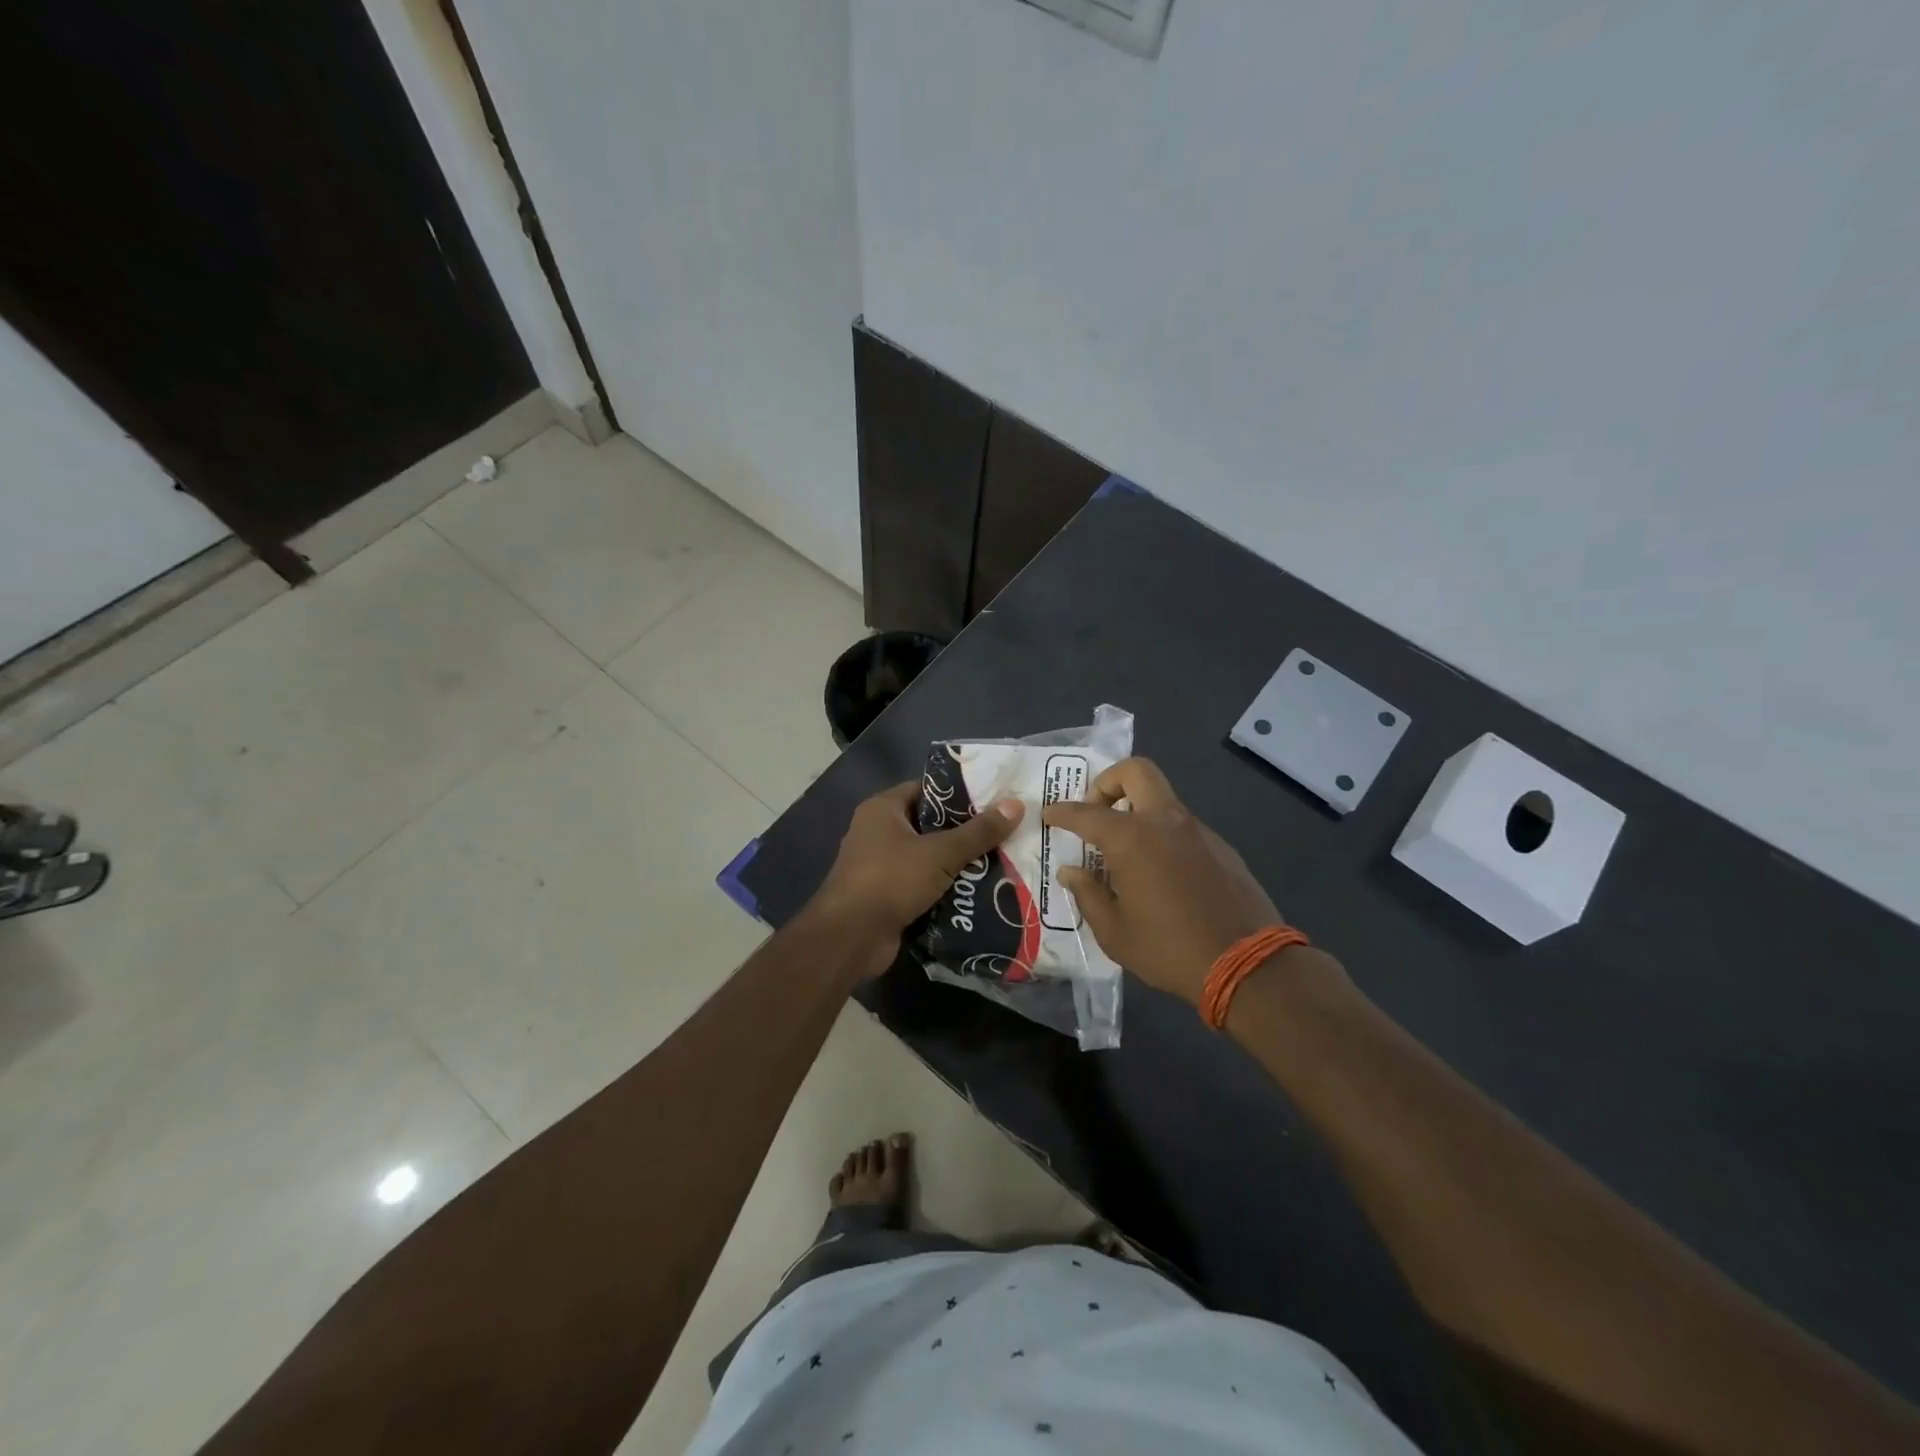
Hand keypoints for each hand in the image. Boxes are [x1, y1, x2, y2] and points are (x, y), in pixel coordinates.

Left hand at [810, 781, 1024, 978]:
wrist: (850, 938)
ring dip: (958, 864)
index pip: (927, 790)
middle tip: (1005, 833)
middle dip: (965, 832)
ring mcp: (880, 866)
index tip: (995, 800)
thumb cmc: (890, 880)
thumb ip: (978, 831)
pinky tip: (979, 892)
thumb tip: (1016, 804)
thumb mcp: (940, 853)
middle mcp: (878, 832)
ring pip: (928, 858)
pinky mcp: (887, 896)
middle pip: (930, 825)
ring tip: (1001, 861)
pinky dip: (945, 888)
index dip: (960, 794)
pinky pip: (922, 885)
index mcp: (883, 809)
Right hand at [1044, 758, 1282, 1006]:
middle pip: (1136, 771)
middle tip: (1097, 812)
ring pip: (1162, 799)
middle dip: (1109, 782)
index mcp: (1132, 838)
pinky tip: (1161, 874)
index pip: (1086, 813)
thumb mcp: (1114, 932)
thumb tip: (1072, 872)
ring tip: (1126, 853)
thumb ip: (1088, 894)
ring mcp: (1198, 831)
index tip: (1050, 815)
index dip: (1063, 812)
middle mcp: (1165, 821)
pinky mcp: (1221, 847)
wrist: (1249, 965)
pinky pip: (1182, 826)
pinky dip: (1162, 835)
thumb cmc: (1169, 948)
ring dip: (1138, 811)